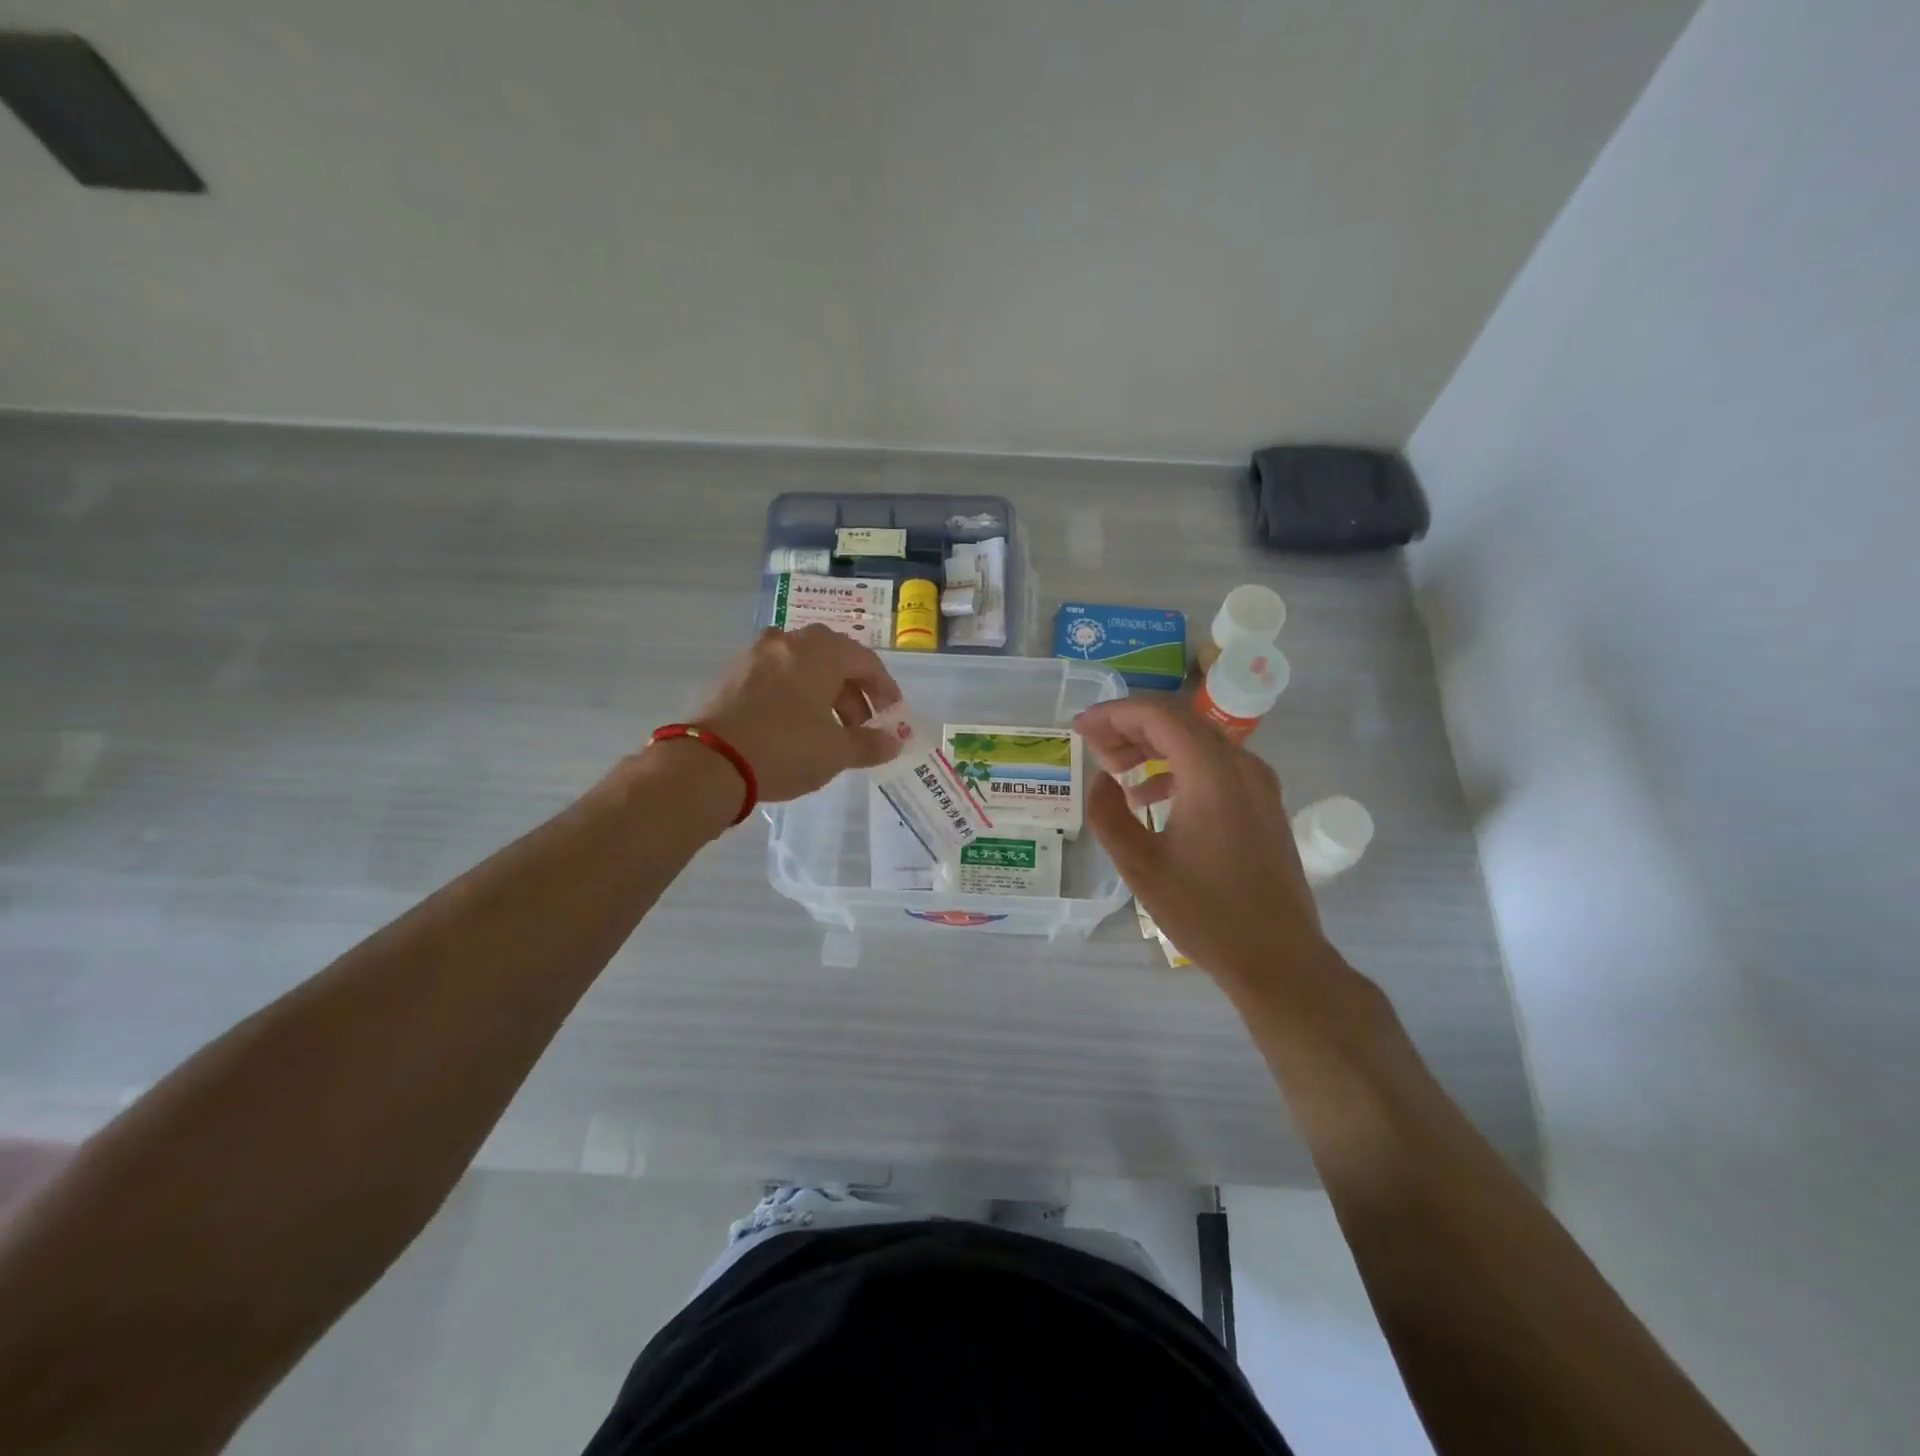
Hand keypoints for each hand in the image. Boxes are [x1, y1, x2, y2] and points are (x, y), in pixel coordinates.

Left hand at [689, 625, 903, 802]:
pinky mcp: (731, 675)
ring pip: (801, 667)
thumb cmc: (784, 749)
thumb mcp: (836, 752)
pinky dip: (794, 695)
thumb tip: (892, 742)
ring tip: (829, 730)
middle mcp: (787, 643)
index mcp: (818, 653)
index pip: (864, 660)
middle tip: (862, 725)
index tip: (892, 715)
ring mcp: (754, 656)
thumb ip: (870, 744)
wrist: (708, 763)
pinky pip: (775, 677)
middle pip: (832, 659)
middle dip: (853, 692)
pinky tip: (794, 727)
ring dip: (823, 694)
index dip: (884, 688)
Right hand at [1075, 696, 1333, 997]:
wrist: (1278, 957)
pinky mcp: (1263, 802)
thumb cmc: (1205, 912)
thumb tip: (1101, 780)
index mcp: (1211, 772)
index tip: (1080, 728)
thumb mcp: (1140, 866)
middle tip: (1093, 748)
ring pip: (1196, 741)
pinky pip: (1214, 765)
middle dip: (1129, 728)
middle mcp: (1240, 764)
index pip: (1156, 715)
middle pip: (1178, 721)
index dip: (1112, 714)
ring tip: (1115, 771)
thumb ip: (1108, 814)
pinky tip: (1150, 798)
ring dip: (1152, 747)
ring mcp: (1257, 782)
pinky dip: (1177, 767)